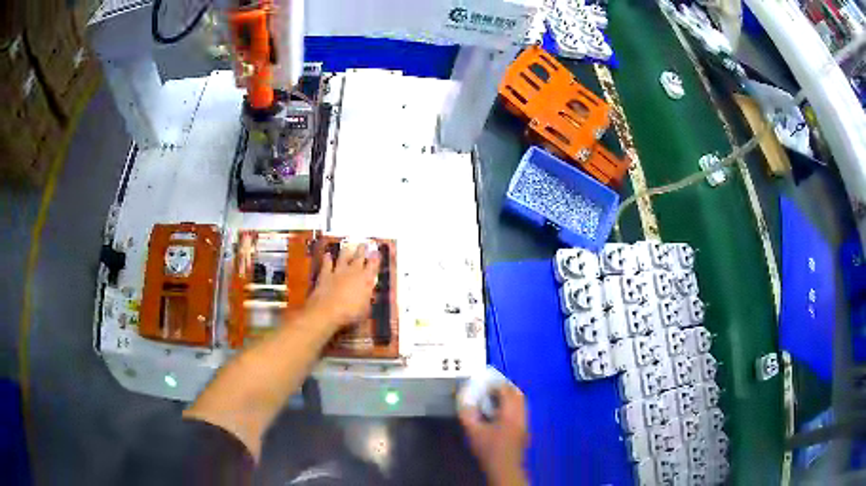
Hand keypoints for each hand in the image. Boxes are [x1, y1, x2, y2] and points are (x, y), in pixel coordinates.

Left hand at [304, 242, 380, 331]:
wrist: (327, 310)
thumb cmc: (350, 313)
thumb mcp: (365, 308)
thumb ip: (367, 297)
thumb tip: (370, 289)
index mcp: (365, 280)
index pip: (372, 267)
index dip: (375, 260)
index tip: (377, 253)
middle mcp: (352, 272)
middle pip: (358, 258)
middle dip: (362, 251)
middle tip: (363, 244)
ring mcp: (338, 272)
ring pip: (343, 258)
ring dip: (346, 252)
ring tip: (348, 247)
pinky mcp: (325, 274)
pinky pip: (327, 264)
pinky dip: (327, 259)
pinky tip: (327, 255)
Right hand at [459, 385, 528, 485]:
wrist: (504, 468)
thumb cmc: (489, 450)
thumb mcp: (474, 432)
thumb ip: (468, 414)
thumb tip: (463, 399)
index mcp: (510, 413)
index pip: (507, 390)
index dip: (495, 384)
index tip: (483, 382)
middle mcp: (521, 414)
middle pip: (517, 394)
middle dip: (504, 388)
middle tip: (490, 388)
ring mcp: (525, 422)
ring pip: (521, 402)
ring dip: (509, 397)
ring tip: (493, 398)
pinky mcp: (524, 429)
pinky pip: (520, 410)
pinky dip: (511, 406)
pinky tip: (499, 413)